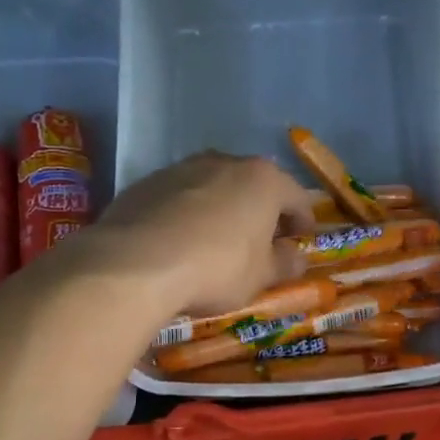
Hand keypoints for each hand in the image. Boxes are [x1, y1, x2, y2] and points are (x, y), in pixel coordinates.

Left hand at [89, 152, 313, 318]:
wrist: (136, 263)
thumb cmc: (216, 268)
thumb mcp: (261, 276)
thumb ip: (285, 263)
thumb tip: (296, 257)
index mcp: (263, 180)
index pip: (297, 197)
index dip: (303, 221)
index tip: (300, 241)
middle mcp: (224, 162)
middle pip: (253, 186)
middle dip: (260, 212)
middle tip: (260, 242)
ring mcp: (181, 168)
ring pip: (214, 187)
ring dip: (222, 210)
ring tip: (216, 242)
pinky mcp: (146, 183)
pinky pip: (179, 198)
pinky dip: (187, 215)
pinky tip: (179, 243)